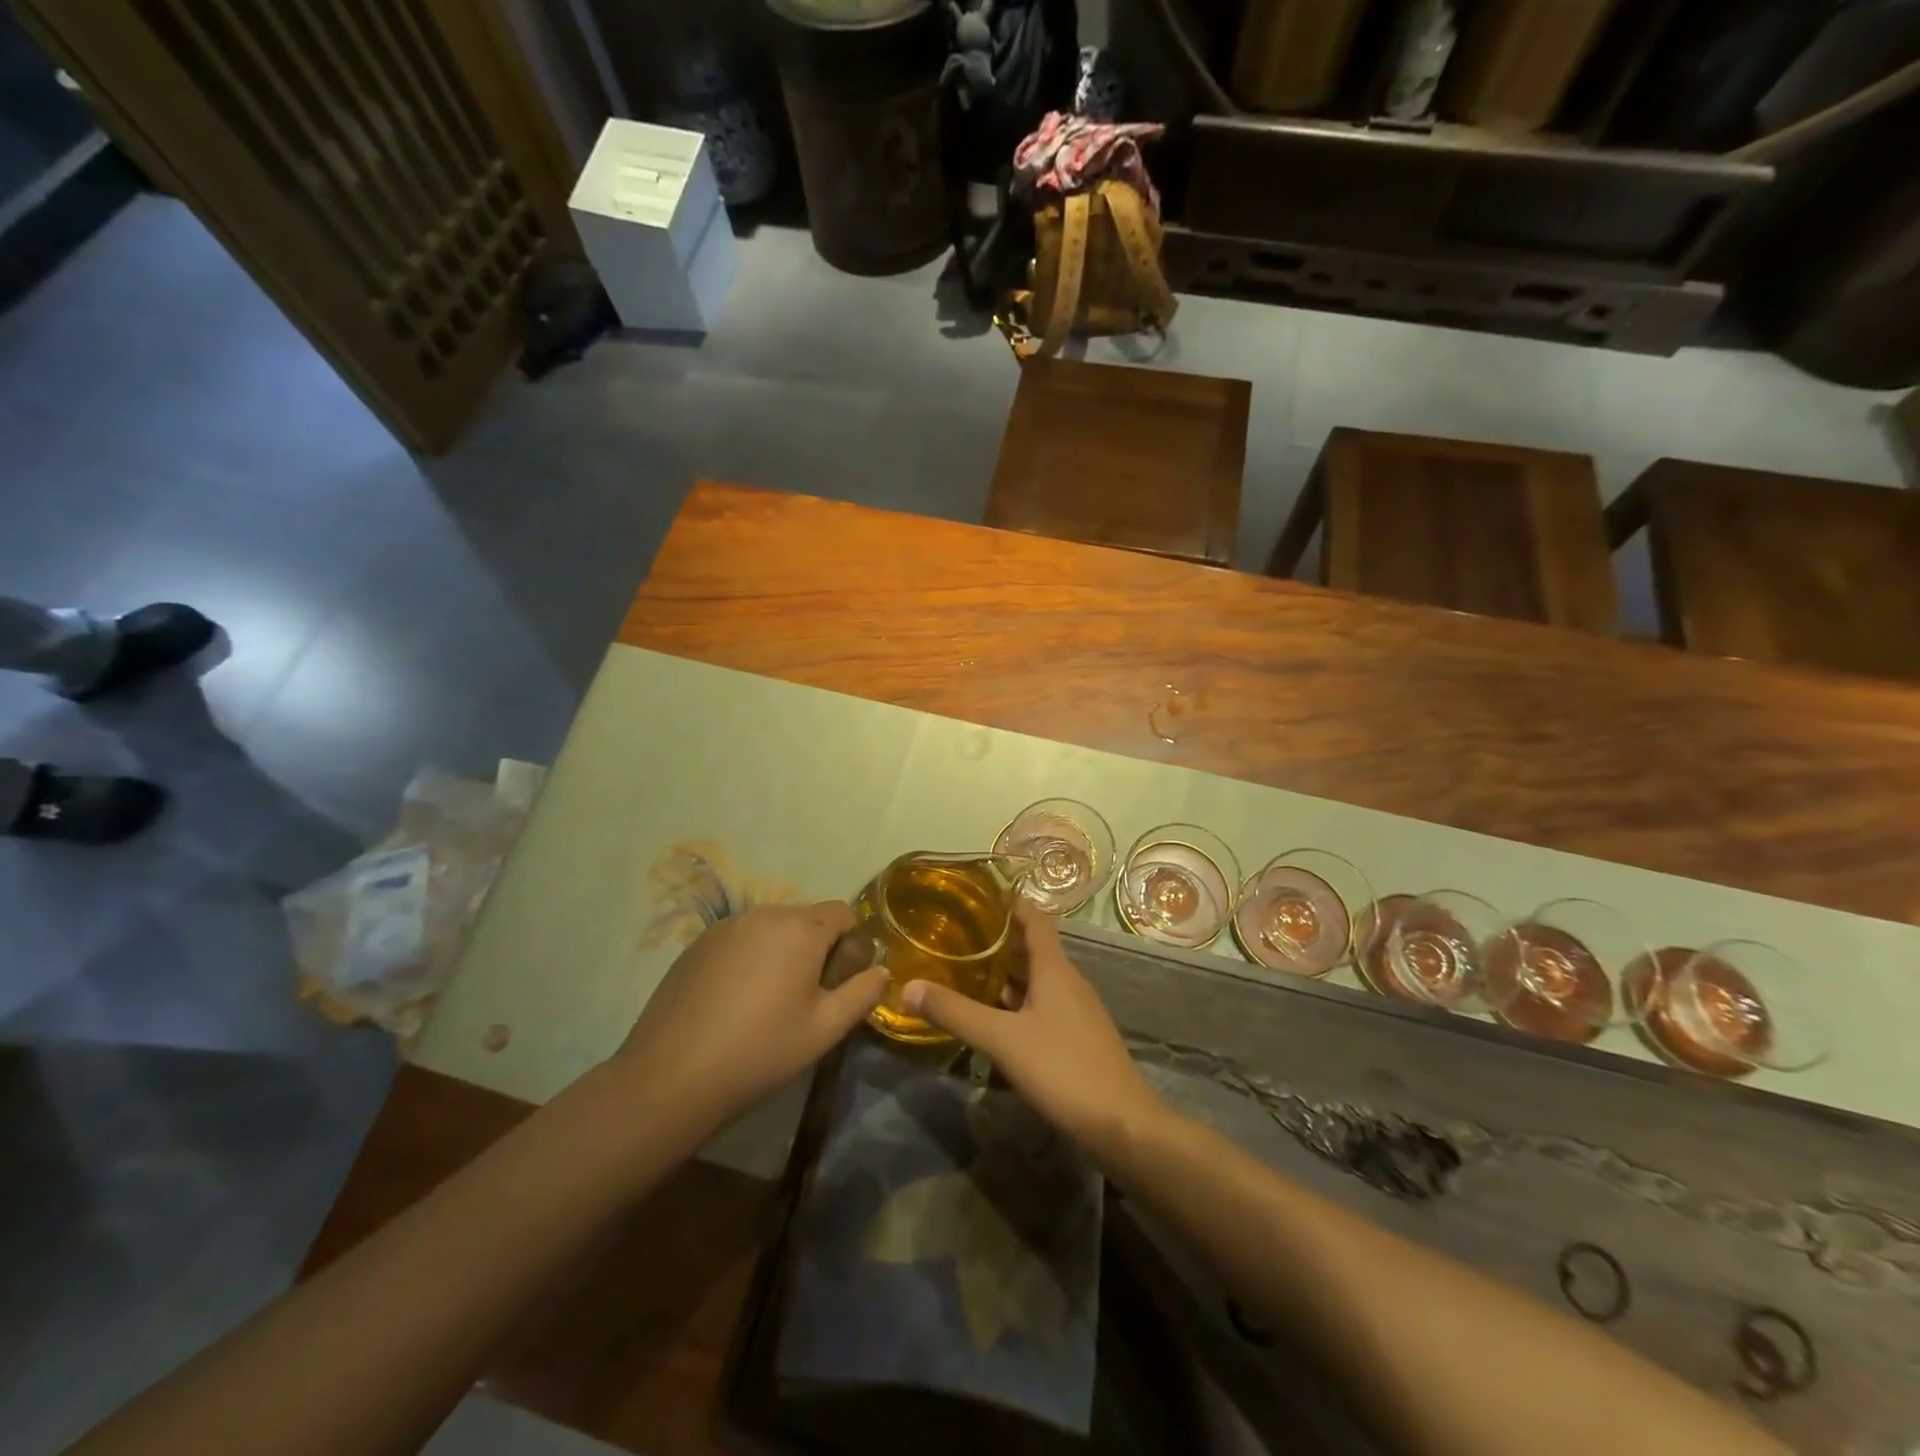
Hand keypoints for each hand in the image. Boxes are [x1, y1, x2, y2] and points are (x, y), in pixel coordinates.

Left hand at [616, 901, 887, 1138]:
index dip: (851, 944)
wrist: (672, 1075)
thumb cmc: (761, 1051)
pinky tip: (734, 1002)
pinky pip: (740, 940)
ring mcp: (725, 927)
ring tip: (769, 1002)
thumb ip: (862, 993)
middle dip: (816, 948)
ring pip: (771, 928)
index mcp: (801, 928)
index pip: (843, 912)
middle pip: (806, 918)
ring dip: (781, 952)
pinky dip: (749, 958)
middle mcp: (764, 914)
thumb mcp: (825, 1029)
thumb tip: (880, 970)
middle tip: (806, 998)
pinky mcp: (696, 945)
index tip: (839, 983)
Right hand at [903, 902, 1162, 1157]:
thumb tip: (907, 986)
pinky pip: (1041, 1004)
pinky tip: (992, 1017)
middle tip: (957, 935)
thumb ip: (956, 1012)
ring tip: (965, 970)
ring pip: (1036, 978)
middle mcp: (1068, 980)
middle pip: (1032, 947)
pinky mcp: (1076, 1036)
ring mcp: (1075, 1010)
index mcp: (1055, 968)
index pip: (1034, 918)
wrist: (1122, 1124)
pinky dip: (1016, 1001)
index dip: (1009, 903)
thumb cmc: (1063, 1068)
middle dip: (997, 939)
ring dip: (1005, 972)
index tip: (977, 895)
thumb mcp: (1002, 1039)